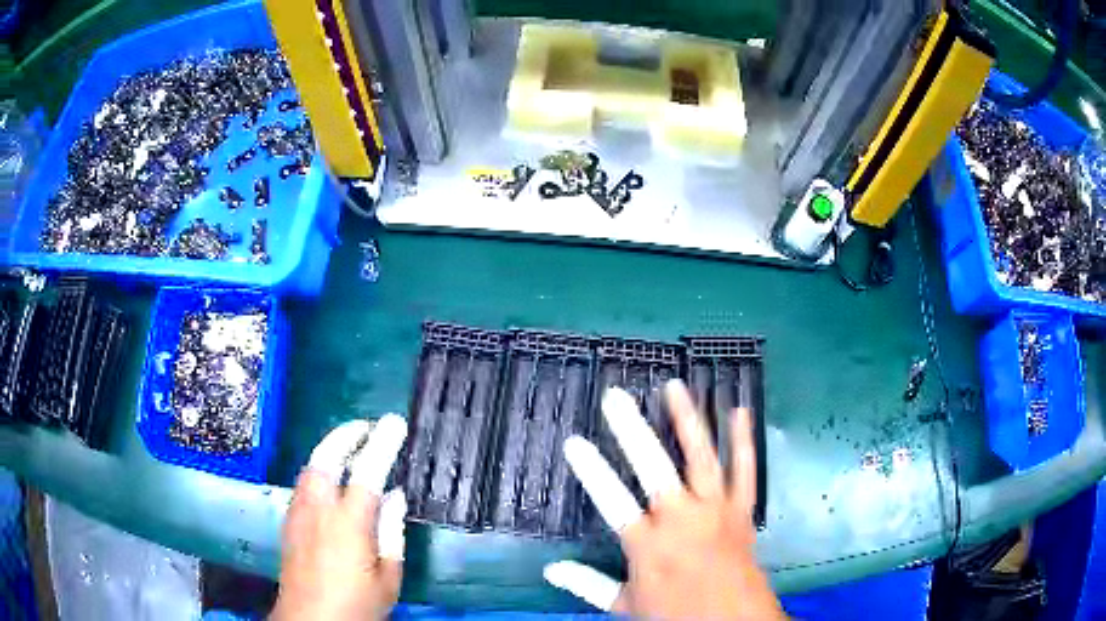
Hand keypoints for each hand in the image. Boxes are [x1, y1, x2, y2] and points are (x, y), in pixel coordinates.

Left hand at [272, 415, 407, 620]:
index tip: (394, 423)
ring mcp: (299, 515)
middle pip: (324, 459)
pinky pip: (302, 485)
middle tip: (365, 428)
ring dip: (328, 451)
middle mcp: (318, 511)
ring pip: (309, 469)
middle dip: (344, 436)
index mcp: (348, 524)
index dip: (382, 443)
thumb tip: (395, 496)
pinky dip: (317, 471)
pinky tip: (328, 481)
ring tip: (348, 447)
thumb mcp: (387, 577)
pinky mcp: (289, 524)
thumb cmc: (356, 604)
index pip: (367, 472)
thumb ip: (391, 532)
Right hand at [544, 381, 784, 619]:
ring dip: (687, 421)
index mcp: (648, 546)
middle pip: (653, 469)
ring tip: (674, 387)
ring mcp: (716, 510)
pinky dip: (743, 440)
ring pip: (701, 458)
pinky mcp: (742, 509)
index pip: (612, 501)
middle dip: (632, 431)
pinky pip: (745, 469)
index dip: (591, 470)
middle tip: (615, 398)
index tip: (573, 441)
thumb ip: (588, 584)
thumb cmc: (677, 615)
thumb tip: (550, 569)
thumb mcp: (626, 606)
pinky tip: (739, 412)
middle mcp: (681, 520)